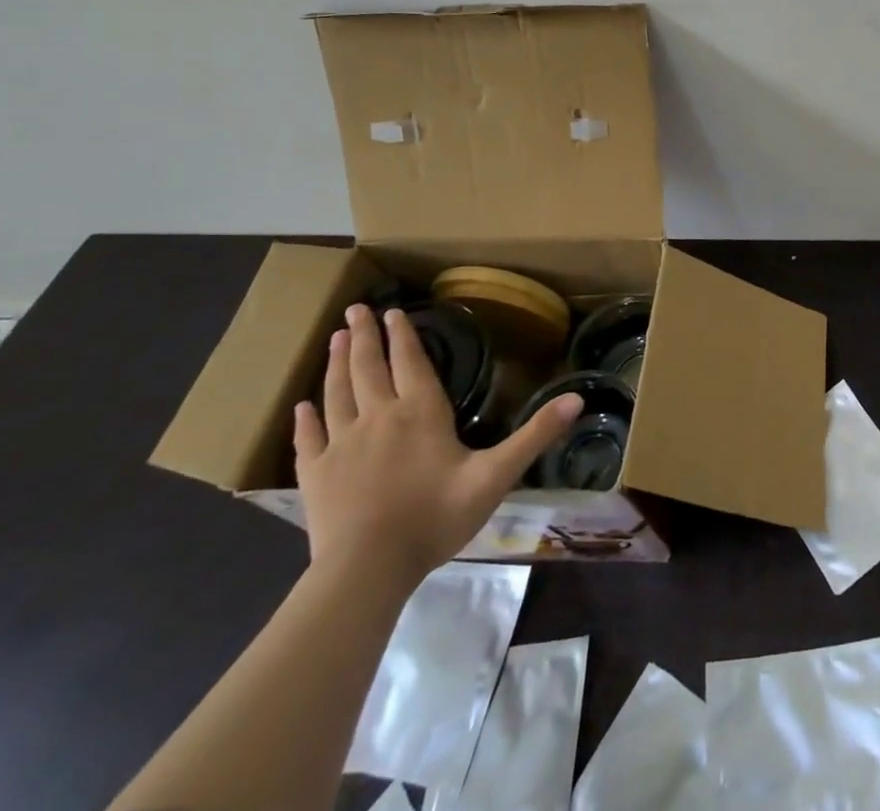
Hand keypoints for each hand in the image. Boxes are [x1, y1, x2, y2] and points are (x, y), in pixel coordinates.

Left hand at [293, 305, 582, 585]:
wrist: (367, 570)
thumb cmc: (436, 517)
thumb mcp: (496, 475)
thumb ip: (535, 435)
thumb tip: (578, 398)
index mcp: (420, 412)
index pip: (410, 362)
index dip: (403, 335)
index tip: (392, 311)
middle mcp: (378, 416)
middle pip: (368, 367)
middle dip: (362, 336)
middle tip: (354, 310)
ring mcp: (341, 444)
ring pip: (336, 392)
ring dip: (335, 364)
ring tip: (333, 339)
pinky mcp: (314, 474)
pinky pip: (307, 437)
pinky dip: (304, 418)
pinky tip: (301, 406)